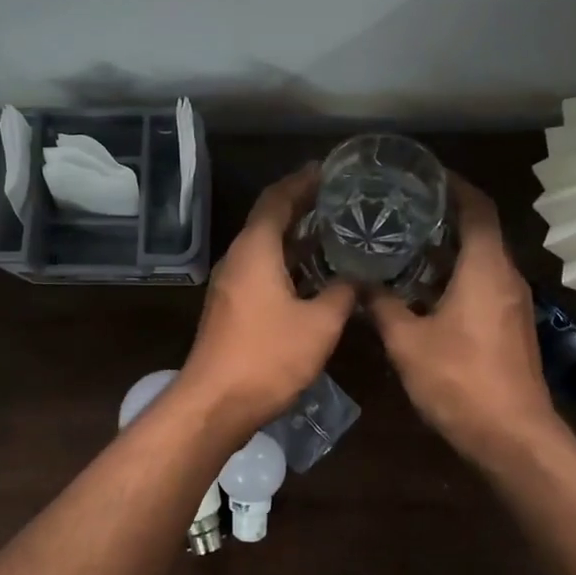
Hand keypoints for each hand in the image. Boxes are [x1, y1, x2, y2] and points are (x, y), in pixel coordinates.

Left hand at [179, 166, 357, 432]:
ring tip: (334, 230)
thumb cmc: (268, 357)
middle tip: (341, 199)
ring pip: (265, 246)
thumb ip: (343, 293)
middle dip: (302, 206)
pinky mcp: (231, 307)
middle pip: (269, 219)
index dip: (302, 181)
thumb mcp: (319, 324)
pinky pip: (261, 269)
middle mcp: (238, 258)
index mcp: (255, 249)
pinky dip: (287, 261)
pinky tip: (314, 274)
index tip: (330, 170)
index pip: (277, 199)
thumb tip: (360, 278)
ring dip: (295, 236)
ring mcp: (230, 284)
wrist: (215, 404)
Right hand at [370, 173, 557, 464]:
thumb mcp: (407, 342)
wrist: (512, 436)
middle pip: (480, 229)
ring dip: (449, 245)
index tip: (423, 174)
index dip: (454, 185)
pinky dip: (456, 272)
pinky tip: (422, 285)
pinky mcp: (510, 325)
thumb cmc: (460, 381)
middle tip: (401, 206)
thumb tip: (360, 281)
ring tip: (405, 240)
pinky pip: (483, 282)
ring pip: (481, 258)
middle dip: (445, 213)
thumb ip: (382, 305)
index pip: (477, 207)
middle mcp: (506, 277)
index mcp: (485, 269)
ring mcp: (513, 302)